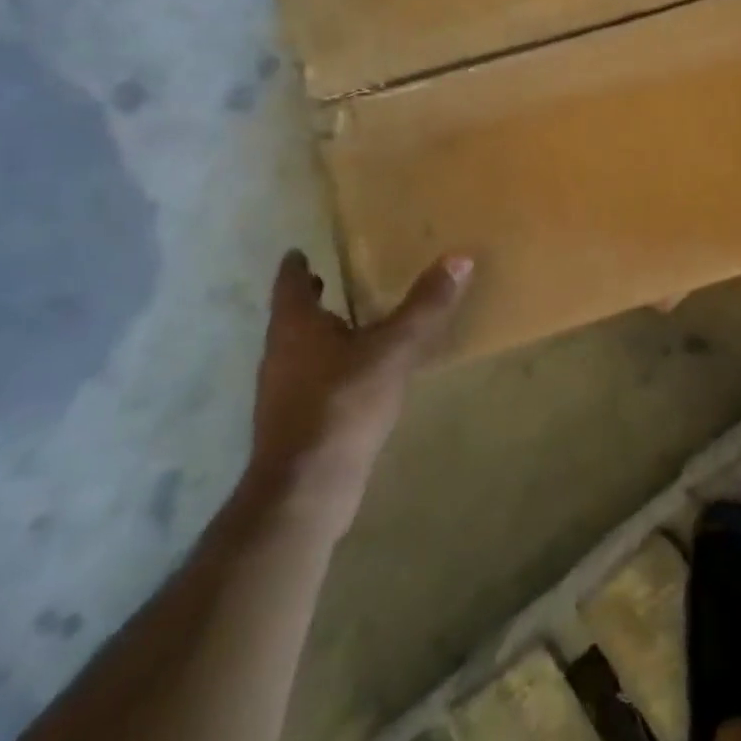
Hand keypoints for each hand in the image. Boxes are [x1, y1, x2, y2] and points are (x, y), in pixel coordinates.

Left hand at [247, 250, 471, 517]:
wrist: (306, 490)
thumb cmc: (343, 405)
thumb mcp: (394, 350)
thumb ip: (426, 306)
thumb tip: (459, 257)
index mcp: (296, 326)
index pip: (290, 283)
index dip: (297, 265)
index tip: (303, 250)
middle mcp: (281, 353)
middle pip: (292, 316)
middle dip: (313, 298)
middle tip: (335, 277)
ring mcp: (283, 391)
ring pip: (301, 349)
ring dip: (322, 333)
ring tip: (356, 322)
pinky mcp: (295, 422)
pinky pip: (312, 380)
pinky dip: (331, 366)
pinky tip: (359, 376)